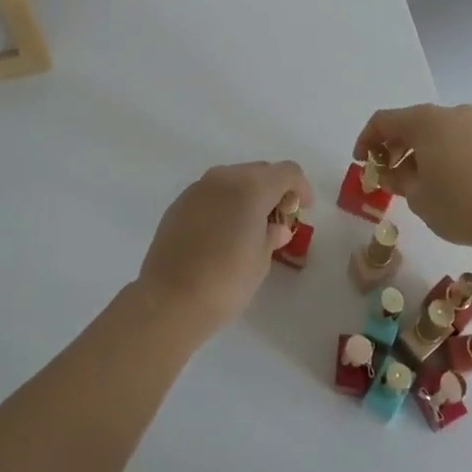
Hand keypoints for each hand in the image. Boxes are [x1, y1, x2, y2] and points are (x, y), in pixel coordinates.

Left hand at [135, 160, 310, 335]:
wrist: (169, 300)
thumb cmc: (226, 282)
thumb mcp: (261, 261)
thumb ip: (272, 235)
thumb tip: (277, 227)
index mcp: (251, 187)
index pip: (287, 172)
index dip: (301, 187)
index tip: (303, 209)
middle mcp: (224, 178)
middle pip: (260, 171)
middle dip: (274, 190)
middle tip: (279, 220)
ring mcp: (198, 188)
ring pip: (233, 179)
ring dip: (248, 195)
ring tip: (250, 227)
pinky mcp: (179, 203)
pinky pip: (211, 193)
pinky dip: (224, 204)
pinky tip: (222, 233)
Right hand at [353, 103, 471, 251]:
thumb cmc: (458, 204)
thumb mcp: (416, 196)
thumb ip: (396, 179)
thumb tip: (391, 173)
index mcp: (423, 120)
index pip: (382, 121)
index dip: (365, 140)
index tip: (360, 163)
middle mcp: (446, 114)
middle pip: (407, 123)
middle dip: (390, 146)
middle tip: (382, 173)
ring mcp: (469, 124)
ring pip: (429, 131)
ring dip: (412, 151)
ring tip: (406, 181)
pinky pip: (448, 138)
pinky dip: (433, 153)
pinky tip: (432, 179)